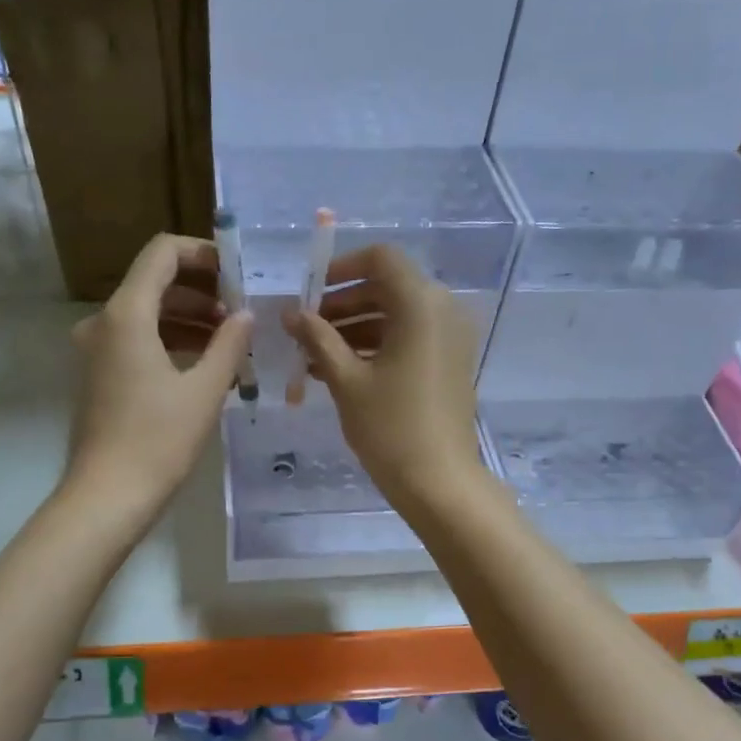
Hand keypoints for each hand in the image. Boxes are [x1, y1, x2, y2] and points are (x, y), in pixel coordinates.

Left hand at [64, 234, 252, 523]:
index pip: (162, 253)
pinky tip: (205, 364)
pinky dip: (171, 342)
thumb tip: (246, 315)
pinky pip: (138, 340)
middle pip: (155, 282)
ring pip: (148, 314)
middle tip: (242, 312)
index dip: (203, 254)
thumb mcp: (205, 390)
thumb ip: (229, 343)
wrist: (107, 496)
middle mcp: (104, 322)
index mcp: (127, 314)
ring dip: (189, 319)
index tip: (237, 274)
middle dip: (202, 291)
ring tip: (231, 341)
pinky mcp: (99, 374)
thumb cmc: (159, 441)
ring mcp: (96, 349)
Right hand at [283, 244, 484, 511]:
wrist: (439, 481)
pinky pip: (409, 339)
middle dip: (342, 303)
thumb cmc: (390, 426)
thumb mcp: (346, 379)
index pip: (381, 258)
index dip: (342, 268)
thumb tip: (291, 313)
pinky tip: (338, 370)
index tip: (310, 293)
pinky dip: (376, 346)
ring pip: (396, 315)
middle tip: (304, 329)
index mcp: (421, 304)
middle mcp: (442, 310)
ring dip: (354, 328)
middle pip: (387, 287)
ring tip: (312, 356)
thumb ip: (318, 338)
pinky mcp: (449, 362)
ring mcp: (450, 338)